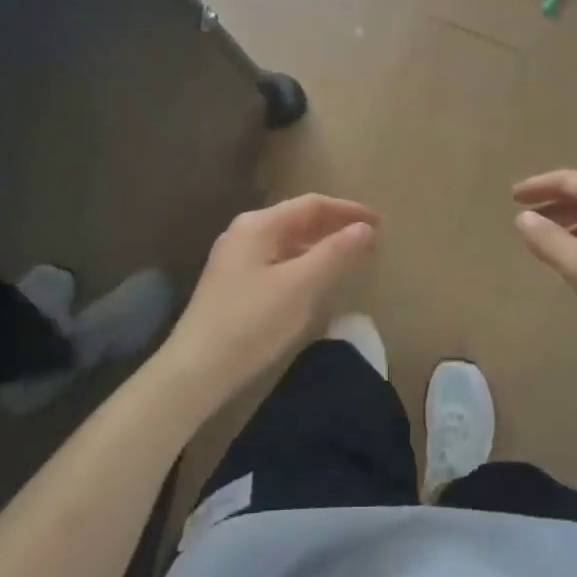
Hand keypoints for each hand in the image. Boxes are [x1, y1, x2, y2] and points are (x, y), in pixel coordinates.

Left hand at [159, 194, 379, 408]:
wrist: (195, 371)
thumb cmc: (251, 322)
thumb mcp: (300, 286)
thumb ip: (334, 253)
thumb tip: (366, 228)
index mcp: (258, 225)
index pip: (312, 205)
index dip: (348, 210)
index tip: (380, 222)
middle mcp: (245, 233)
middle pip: (298, 219)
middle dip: (335, 226)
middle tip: (371, 238)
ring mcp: (236, 258)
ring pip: (288, 242)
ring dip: (320, 245)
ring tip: (351, 257)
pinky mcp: (234, 284)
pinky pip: (278, 261)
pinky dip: (304, 263)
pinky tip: (317, 280)